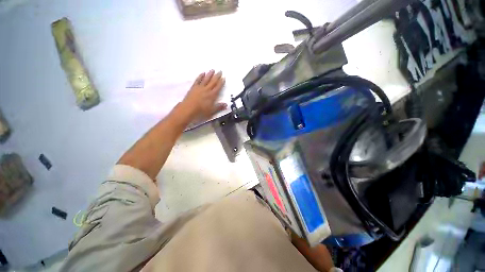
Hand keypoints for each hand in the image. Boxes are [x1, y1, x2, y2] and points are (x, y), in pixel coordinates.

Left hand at [182, 70, 226, 121]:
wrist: (188, 109)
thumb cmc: (201, 111)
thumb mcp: (212, 111)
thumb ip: (219, 107)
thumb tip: (226, 104)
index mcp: (212, 95)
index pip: (218, 87)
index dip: (221, 82)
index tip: (224, 77)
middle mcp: (207, 89)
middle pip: (213, 82)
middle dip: (217, 76)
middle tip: (220, 71)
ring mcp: (200, 87)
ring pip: (206, 79)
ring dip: (210, 74)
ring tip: (213, 70)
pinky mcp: (194, 87)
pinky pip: (198, 80)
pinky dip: (200, 76)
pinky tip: (203, 73)